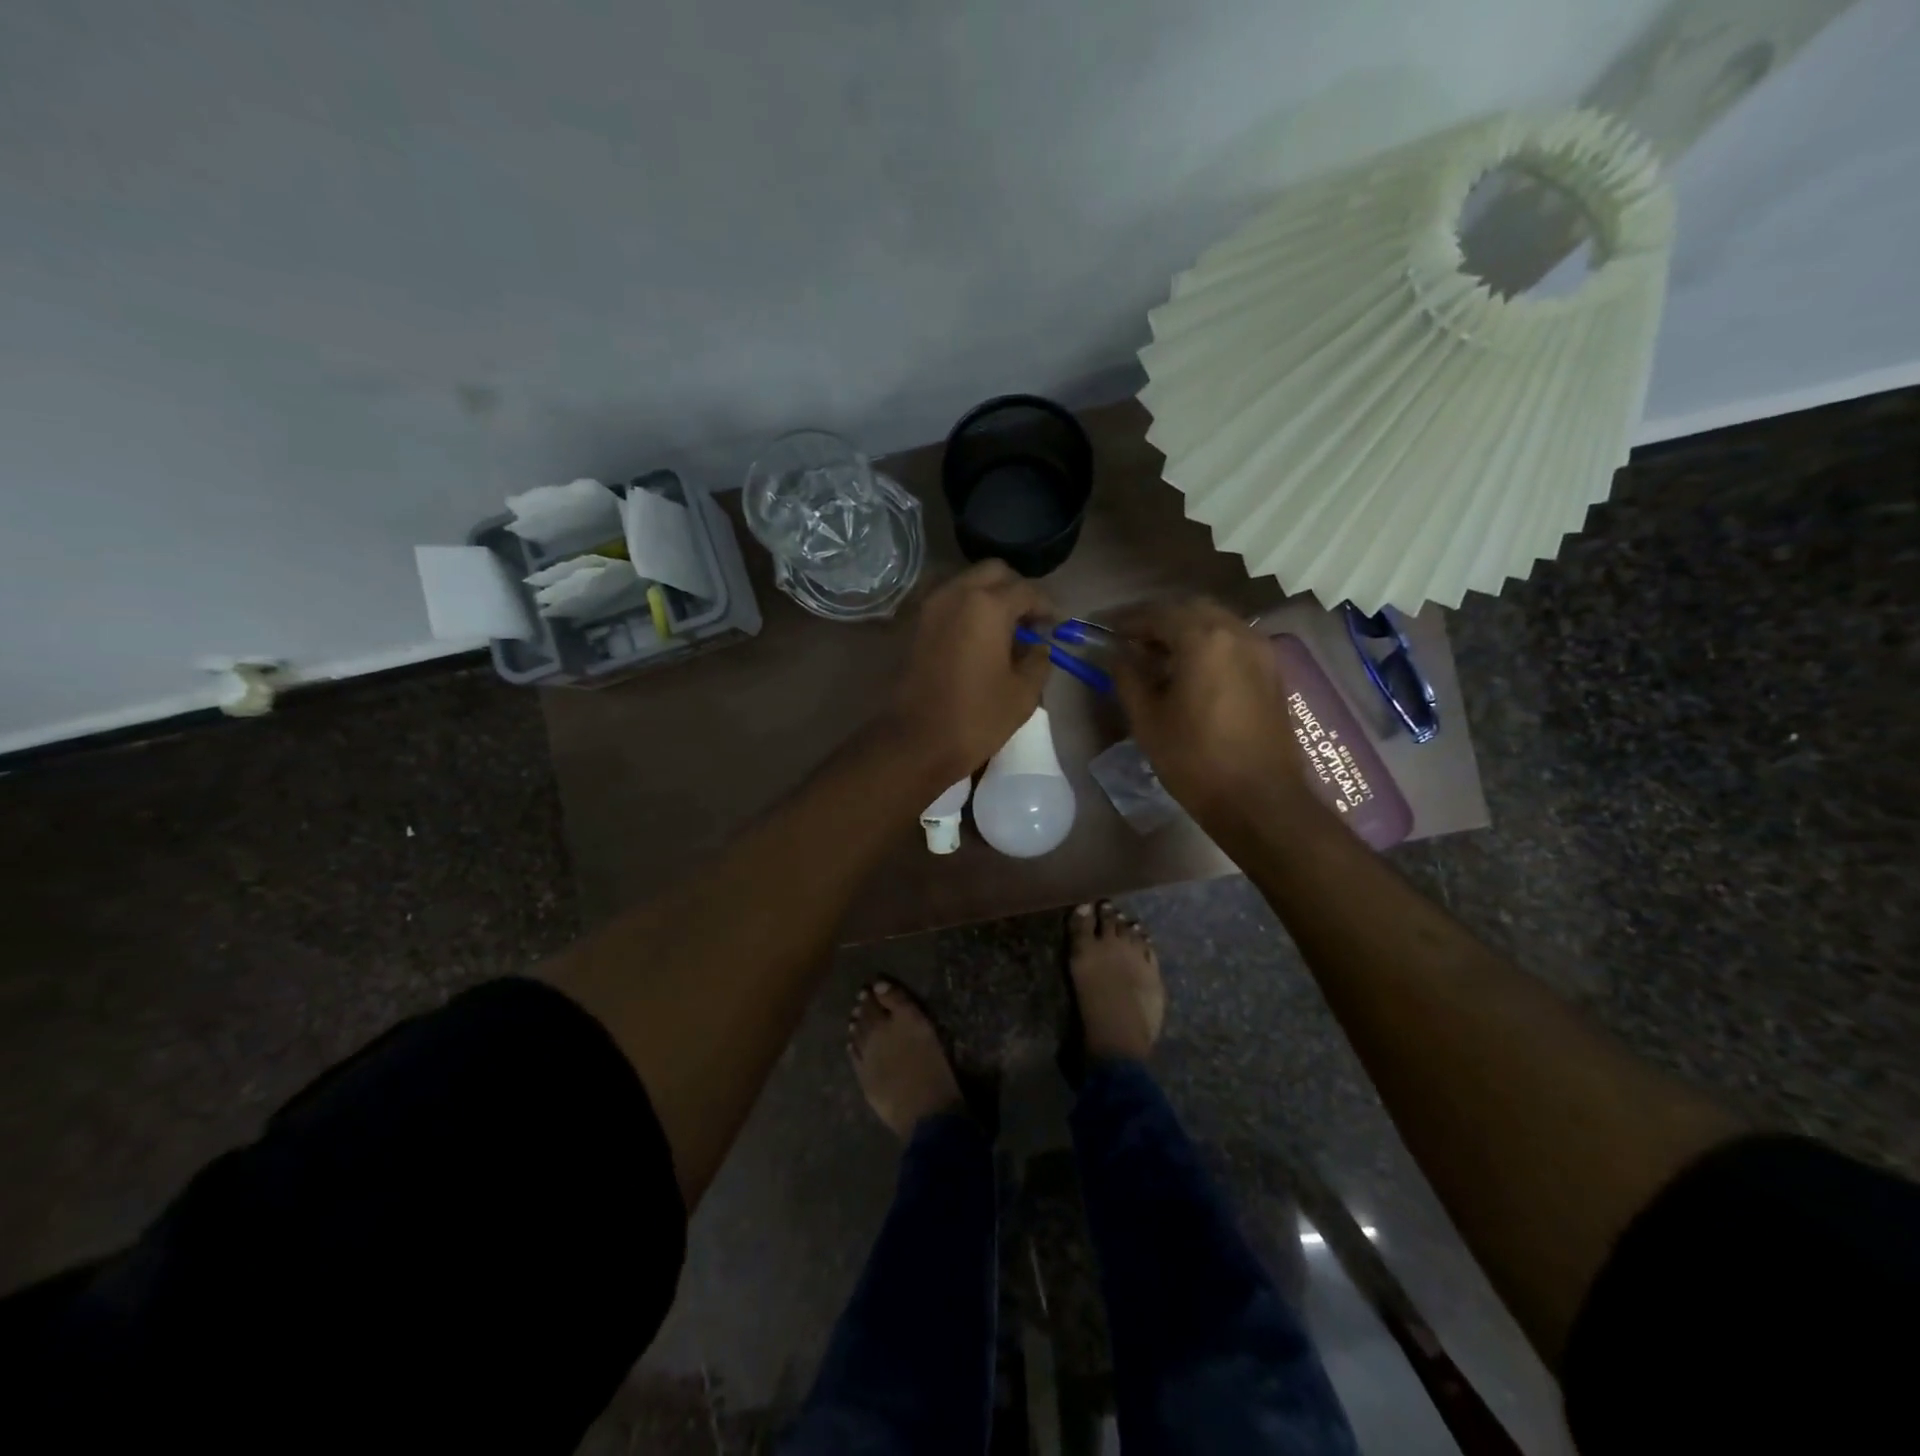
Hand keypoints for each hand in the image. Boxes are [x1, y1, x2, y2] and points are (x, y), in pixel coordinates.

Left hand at [884, 561, 1056, 784]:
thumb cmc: (975, 718)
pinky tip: (977, 637)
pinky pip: (947, 602)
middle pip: (993, 572)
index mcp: (987, 606)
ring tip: (1003, 628)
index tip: (1055, 626)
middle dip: (1016, 590)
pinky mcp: (914, 625)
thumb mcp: (1023, 693)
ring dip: (988, 596)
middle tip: (1029, 620)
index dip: (1046, 606)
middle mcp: (955, 594)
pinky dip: (965, 609)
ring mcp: (930, 607)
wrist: (914, 742)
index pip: (1027, 590)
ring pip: (966, 583)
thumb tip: (1037, 646)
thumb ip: (1038, 660)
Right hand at [1108, 597, 1306, 828]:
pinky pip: (1235, 642)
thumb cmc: (1195, 760)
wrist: (1259, 801)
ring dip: (1186, 631)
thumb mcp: (1148, 719)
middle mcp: (1238, 633)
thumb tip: (1116, 654)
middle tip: (1132, 643)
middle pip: (1192, 610)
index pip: (1159, 614)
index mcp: (1204, 639)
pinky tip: (1192, 673)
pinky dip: (1210, 645)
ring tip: (1160, 658)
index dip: (1129, 621)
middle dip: (1159, 621)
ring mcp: (1262, 651)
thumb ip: (1128, 677)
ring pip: (1217, 623)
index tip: (1107, 632)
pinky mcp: (1273, 672)